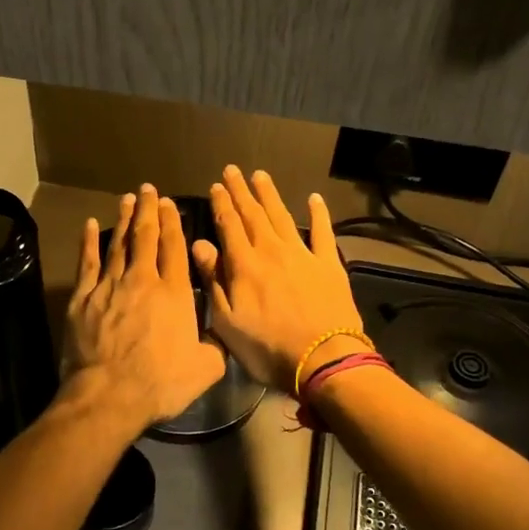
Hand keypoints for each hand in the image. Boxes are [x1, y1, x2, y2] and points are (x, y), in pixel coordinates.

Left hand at [62, 185, 226, 431]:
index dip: (172, 222)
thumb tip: (223, 333)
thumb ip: (216, 345)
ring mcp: (109, 286)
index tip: (170, 204)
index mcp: (174, 293)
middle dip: (149, 210)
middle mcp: (142, 280)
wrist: (109, 394)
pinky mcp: (83, 297)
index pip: (174, 247)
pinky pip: (87, 262)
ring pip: (118, 243)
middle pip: (145, 236)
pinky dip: (89, 242)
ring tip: (127, 199)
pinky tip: (89, 225)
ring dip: (124, 219)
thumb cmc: (161, 382)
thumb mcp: (206, 368)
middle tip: (149, 190)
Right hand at [192, 167, 367, 393]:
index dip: (222, 205)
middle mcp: (272, 251)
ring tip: (260, 175)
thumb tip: (200, 245)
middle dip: (241, 192)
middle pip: (253, 215)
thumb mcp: (227, 322)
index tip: (216, 186)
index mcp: (244, 265)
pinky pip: (323, 232)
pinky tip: (314, 198)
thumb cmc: (268, 348)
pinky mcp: (329, 265)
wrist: (324, 359)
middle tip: (233, 170)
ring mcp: (303, 255)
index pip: (229, 226)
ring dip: (270, 195)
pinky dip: (319, 214)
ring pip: (282, 217)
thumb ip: (213, 280)